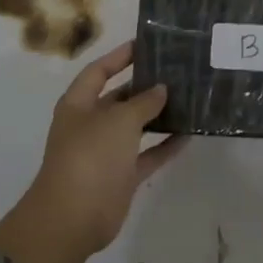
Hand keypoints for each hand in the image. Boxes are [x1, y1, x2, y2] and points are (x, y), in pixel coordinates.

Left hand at [26, 41, 185, 255]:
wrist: (73, 217)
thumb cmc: (90, 155)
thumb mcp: (119, 120)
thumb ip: (143, 102)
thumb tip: (160, 89)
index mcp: (78, 104)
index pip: (98, 71)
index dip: (119, 57)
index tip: (145, 45)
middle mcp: (90, 124)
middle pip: (119, 98)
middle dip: (144, 86)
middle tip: (176, 72)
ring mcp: (106, 152)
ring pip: (135, 128)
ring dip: (158, 116)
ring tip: (187, 99)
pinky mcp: (121, 177)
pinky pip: (147, 155)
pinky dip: (165, 146)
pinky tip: (189, 135)